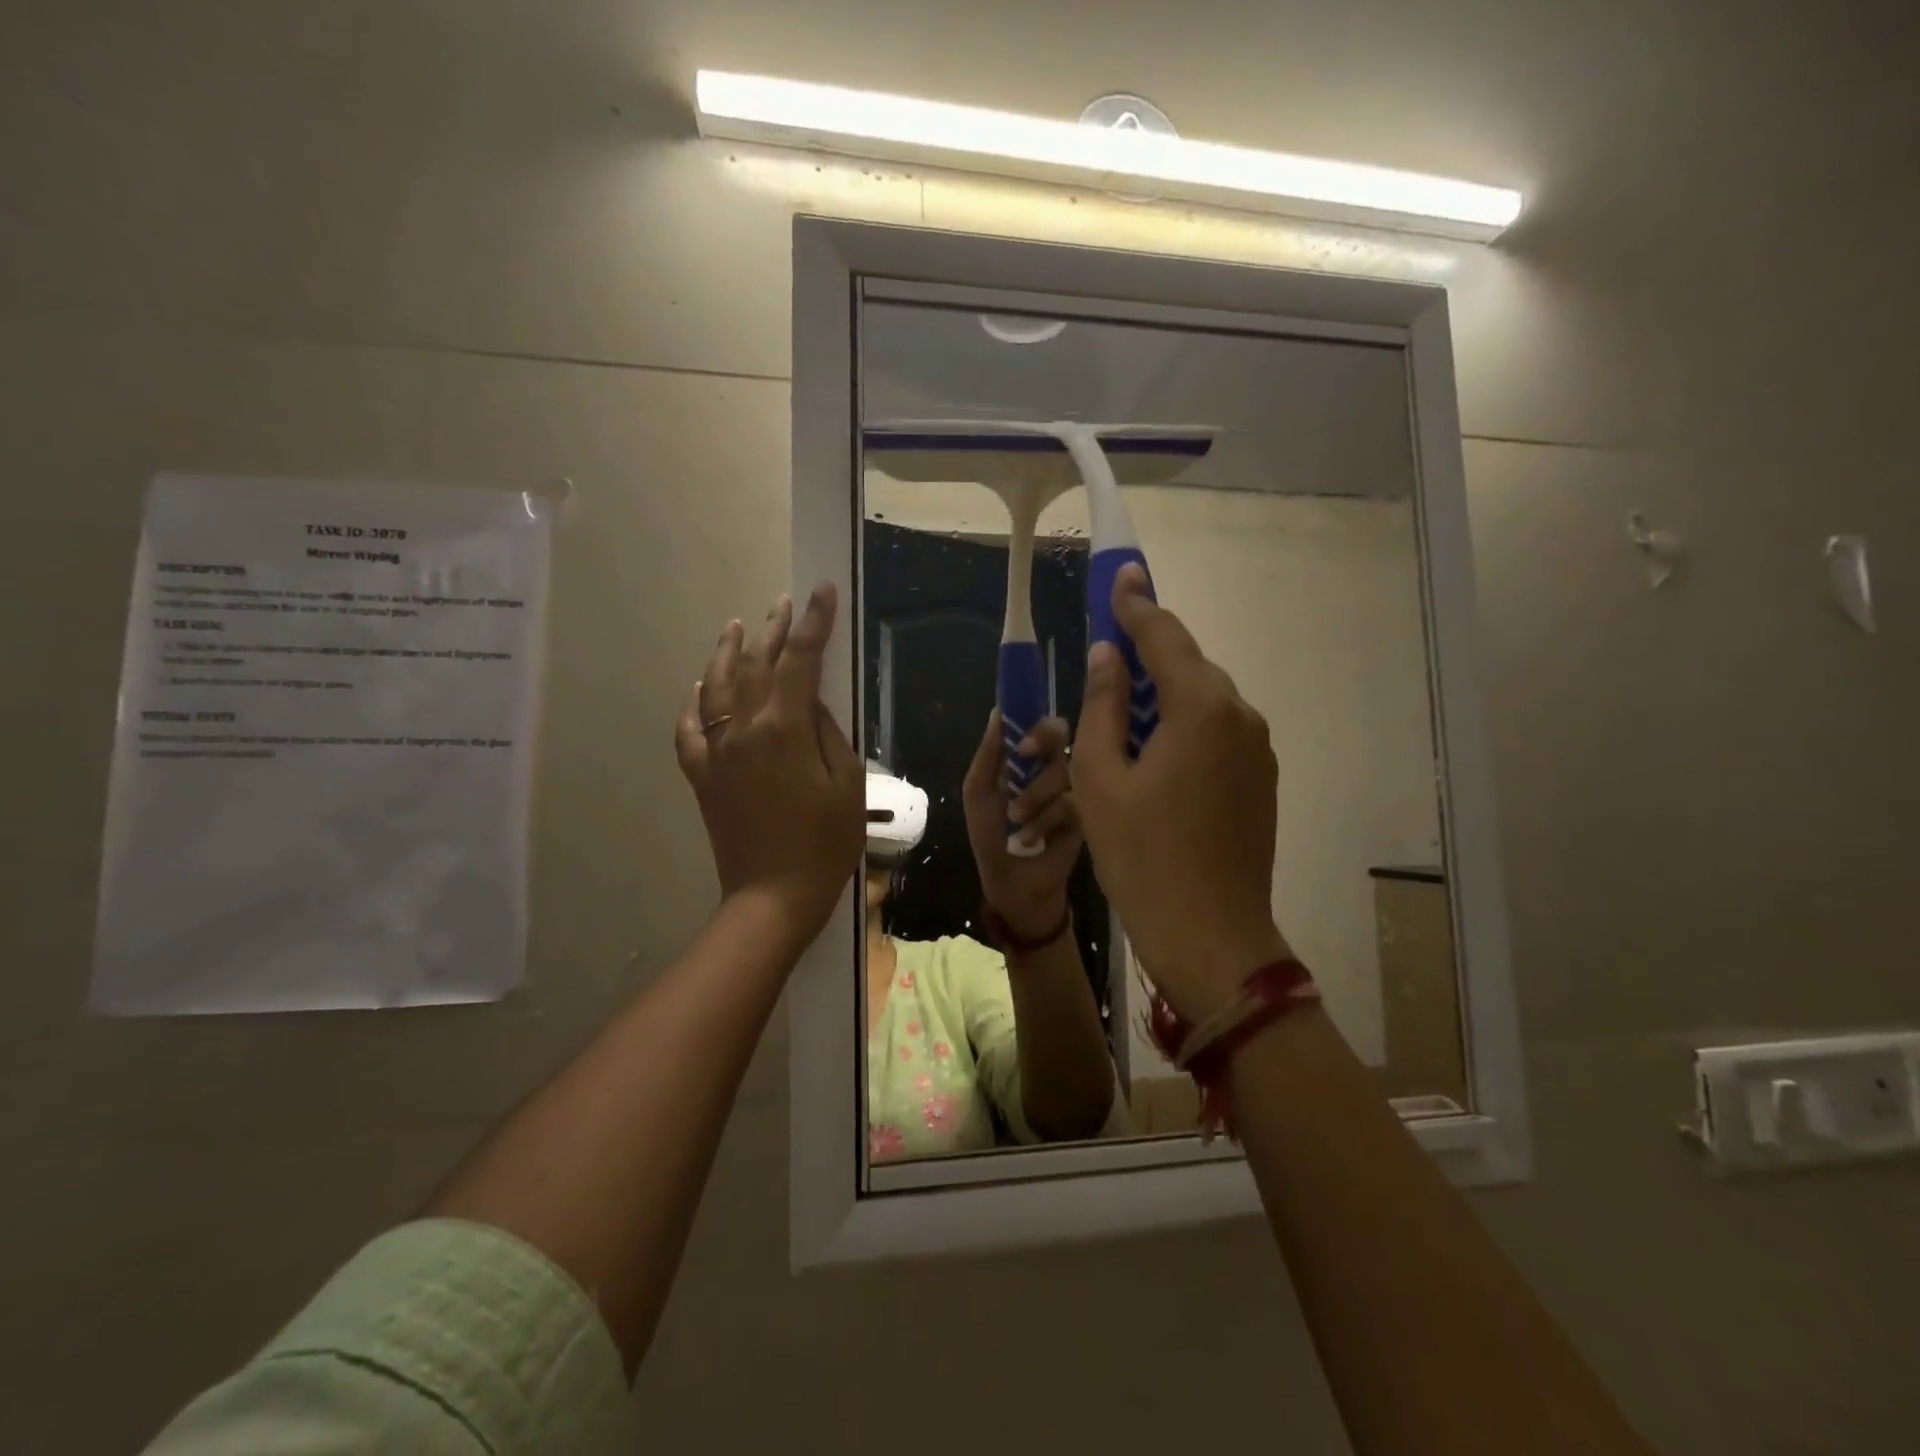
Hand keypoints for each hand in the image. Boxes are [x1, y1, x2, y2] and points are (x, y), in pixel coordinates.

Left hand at [675, 584, 863, 942]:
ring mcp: (716, 752)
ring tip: (736, 626)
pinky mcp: (702, 776)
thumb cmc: (824, 844)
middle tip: (785, 603)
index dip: (813, 622)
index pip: (799, 660)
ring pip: (715, 686)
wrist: (773, 895)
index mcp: (783, 729)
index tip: (822, 591)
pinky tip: (700, 688)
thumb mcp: (847, 784)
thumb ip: (828, 732)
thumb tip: (811, 702)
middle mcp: (743, 730)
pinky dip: (694, 702)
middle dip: (772, 629)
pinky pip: (689, 729)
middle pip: (755, 664)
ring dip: (727, 652)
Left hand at [963, 712, 1081, 942]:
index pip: (1037, 723)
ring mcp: (1074, 787)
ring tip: (1017, 819)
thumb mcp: (979, 793)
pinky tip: (1032, 837)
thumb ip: (988, 754)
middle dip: (1043, 742)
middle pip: (1061, 733)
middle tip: (1026, 756)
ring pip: (1063, 768)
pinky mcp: (1088, 812)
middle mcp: (1052, 765)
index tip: (1021, 741)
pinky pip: (1073, 800)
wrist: (1013, 882)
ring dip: (1034, 794)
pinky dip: (1047, 817)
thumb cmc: (991, 836)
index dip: (1032, 722)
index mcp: (1025, 757)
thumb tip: (997, 712)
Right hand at [1071, 563, 1291, 1022]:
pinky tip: (1156, 755)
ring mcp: (1258, 750)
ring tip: (1124, 711)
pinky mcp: (1261, 780)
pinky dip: (1185, 726)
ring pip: (1205, 700)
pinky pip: (1218, 732)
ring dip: (1165, 694)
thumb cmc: (1142, 855)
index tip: (1120, 574)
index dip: (1135, 604)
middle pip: (1189, 665)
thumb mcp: (1101, 777)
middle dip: (1149, 651)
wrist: (1210, 935)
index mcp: (1200, 707)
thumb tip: (1107, 656)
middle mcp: (1240, 716)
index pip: (1164, 635)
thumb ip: (1104, 706)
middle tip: (1109, 648)